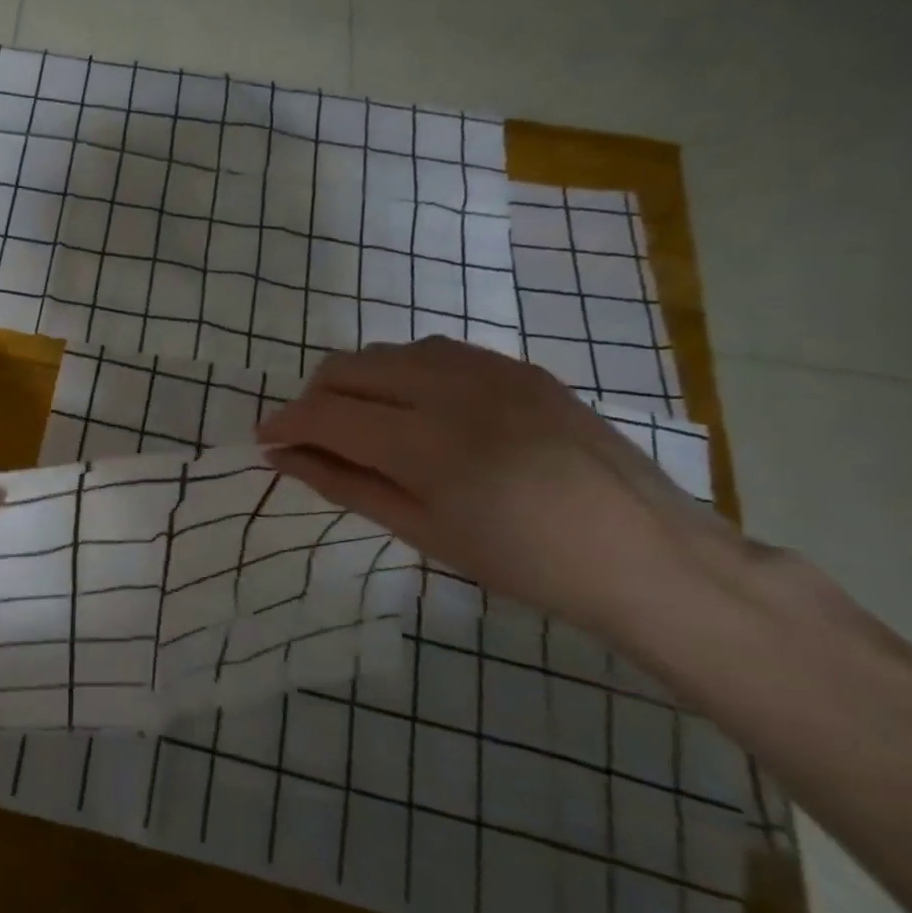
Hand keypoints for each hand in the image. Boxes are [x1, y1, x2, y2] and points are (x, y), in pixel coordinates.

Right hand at [256, 337, 749, 636]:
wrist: (647, 554)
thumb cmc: (524, 562)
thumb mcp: (421, 531)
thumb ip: (343, 484)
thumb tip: (280, 458)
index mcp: (428, 443)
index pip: (326, 414)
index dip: (284, 425)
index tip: (264, 442)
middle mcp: (452, 388)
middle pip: (347, 368)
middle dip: (313, 400)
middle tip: (311, 441)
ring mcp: (490, 369)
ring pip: (385, 352)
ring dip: (355, 382)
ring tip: (361, 425)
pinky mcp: (517, 365)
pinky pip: (432, 350)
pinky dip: (400, 372)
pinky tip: (413, 408)